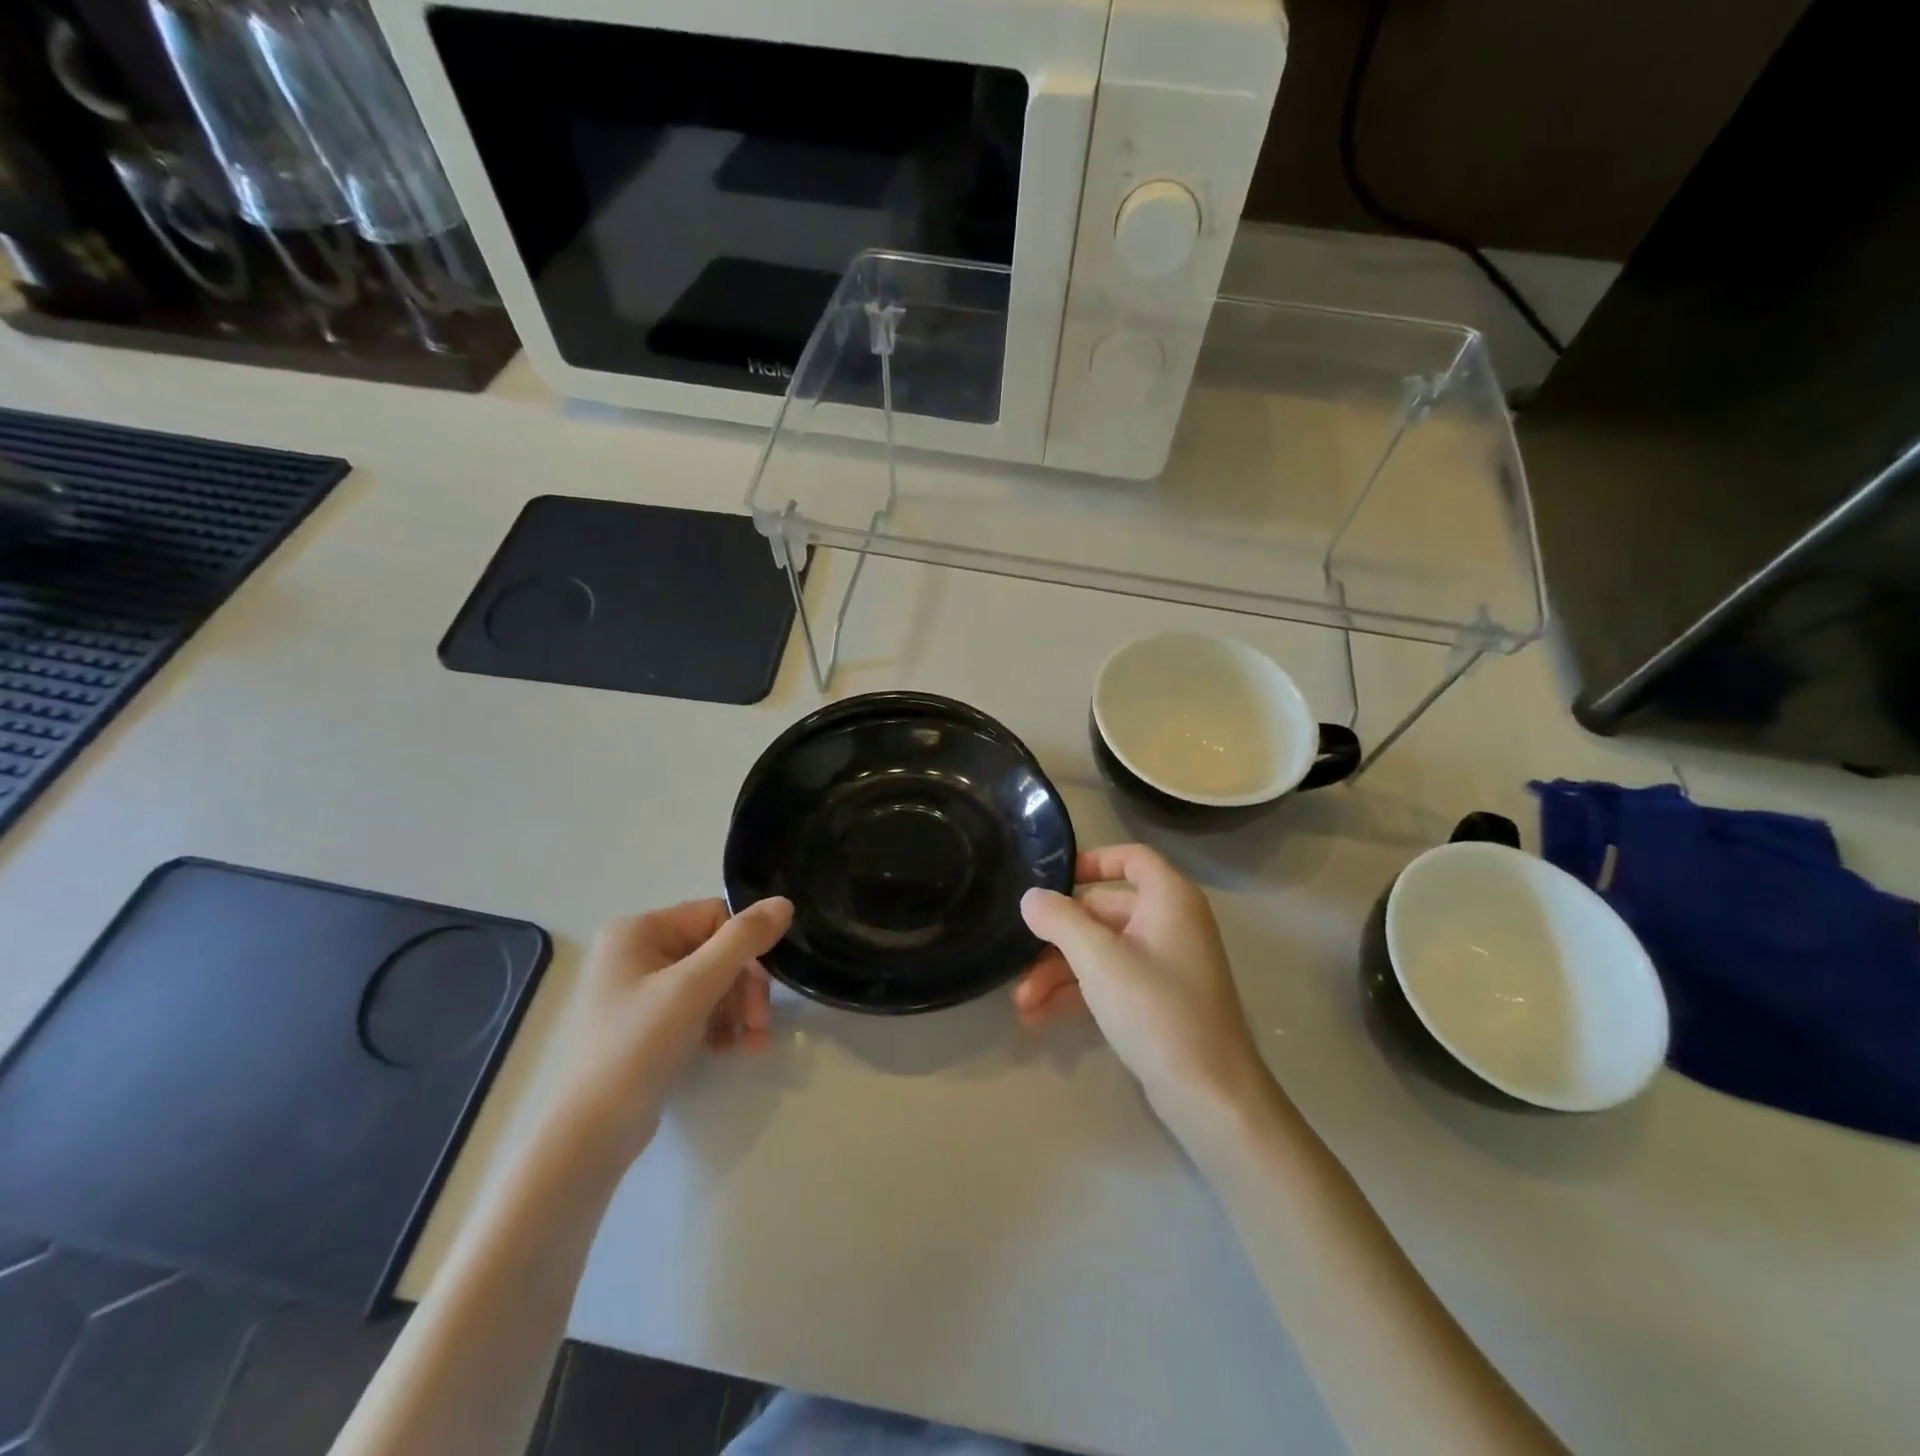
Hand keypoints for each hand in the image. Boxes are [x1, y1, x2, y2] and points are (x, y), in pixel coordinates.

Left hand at [539, 897, 792, 1174]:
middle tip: (759, 1025)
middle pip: (716, 950)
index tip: (762, 992)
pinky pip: (696, 1007)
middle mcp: (635, 952)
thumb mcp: (695, 988)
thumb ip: (742, 941)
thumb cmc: (637, 1049)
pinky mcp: (646, 1024)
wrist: (588, 1137)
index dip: (745, 950)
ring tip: (751, 1043)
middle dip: (744, 987)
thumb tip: (784, 902)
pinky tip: (730, 1049)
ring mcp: (639, 990)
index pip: (715, 916)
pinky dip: (719, 1025)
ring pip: (712, 981)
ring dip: (738, 1009)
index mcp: (638, 931)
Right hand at [1014, 846, 1278, 1140]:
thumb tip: (1031, 896)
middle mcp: (1170, 923)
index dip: (1092, 861)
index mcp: (1169, 899)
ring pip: (1102, 949)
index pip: (1131, 857)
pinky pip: (1111, 979)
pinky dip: (1079, 991)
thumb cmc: (1156, 1010)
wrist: (1210, 1095)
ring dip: (1060, 970)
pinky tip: (1040, 1015)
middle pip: (1104, 910)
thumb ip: (1060, 920)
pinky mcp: (1159, 1000)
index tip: (1052, 880)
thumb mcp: (1099, 959)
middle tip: (1018, 957)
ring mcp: (1166, 964)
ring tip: (1023, 1002)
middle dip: (1058, 936)